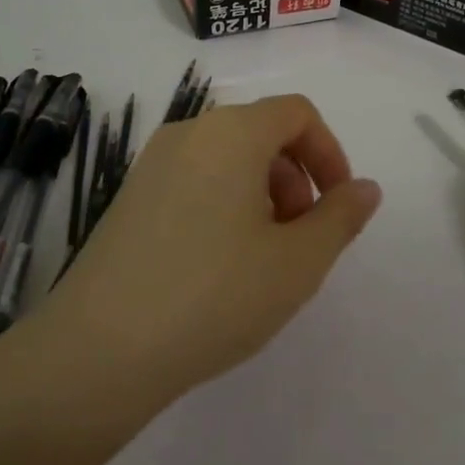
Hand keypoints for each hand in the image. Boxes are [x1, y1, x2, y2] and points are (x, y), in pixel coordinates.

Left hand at [36, 94, 381, 401]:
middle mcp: (189, 132)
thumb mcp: (297, 262)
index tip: (339, 205)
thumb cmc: (214, 295)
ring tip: (263, 257)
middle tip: (302, 238)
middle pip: (261, 132)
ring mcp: (152, 164)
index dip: (329, 152)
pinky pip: (194, 180)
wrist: (98, 350)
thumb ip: (341, 217)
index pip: (297, 113)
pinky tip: (219, 266)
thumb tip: (365, 189)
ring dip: (262, 193)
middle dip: (297, 177)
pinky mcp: (129, 197)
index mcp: (233, 133)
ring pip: (227, 159)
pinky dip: (224, 204)